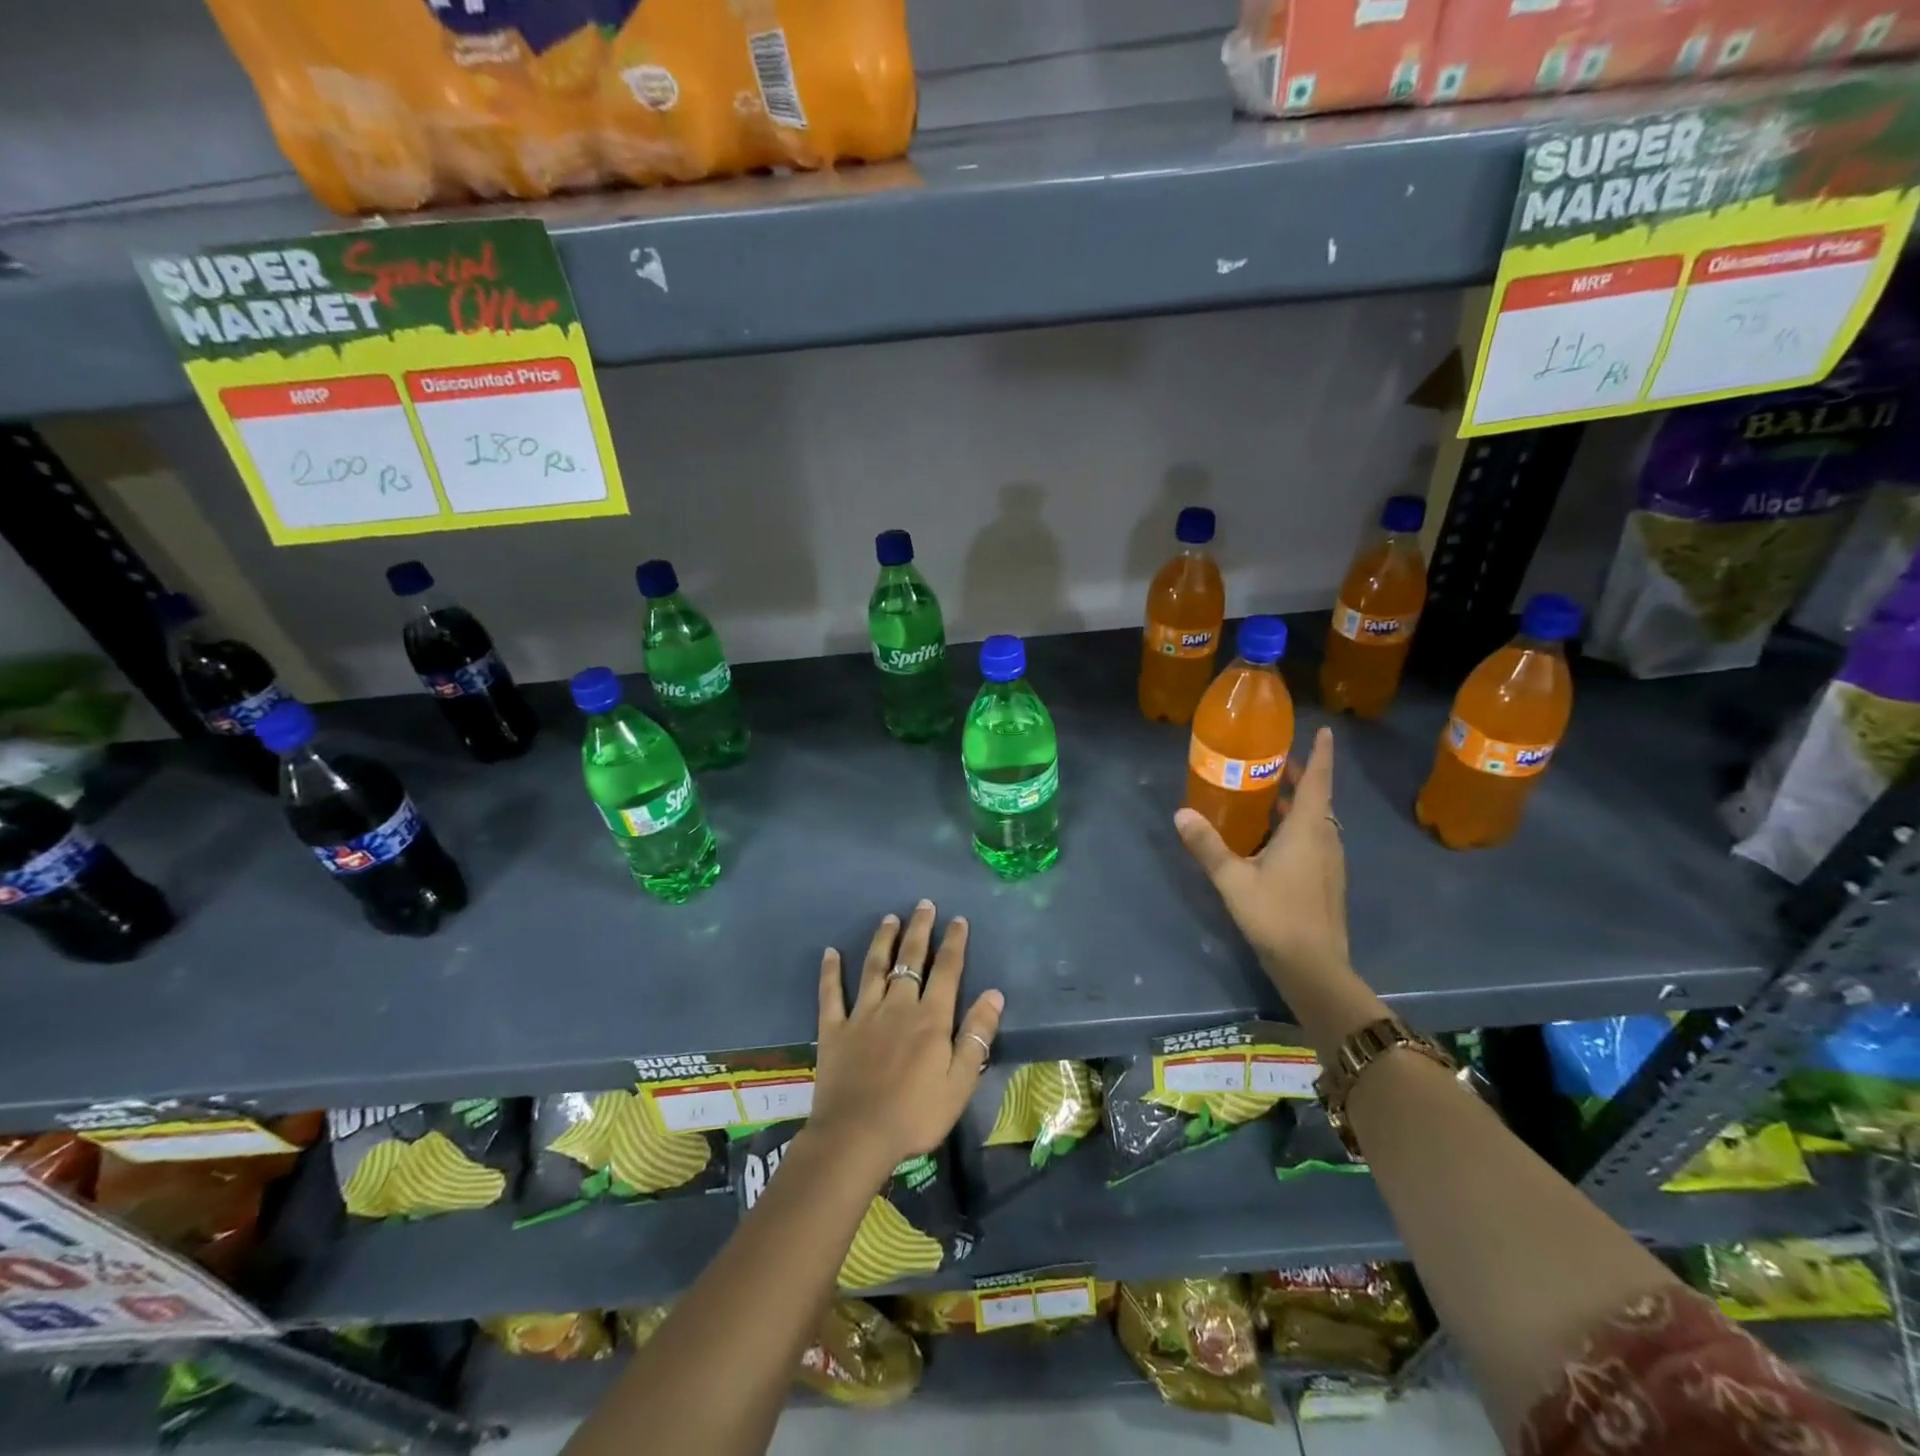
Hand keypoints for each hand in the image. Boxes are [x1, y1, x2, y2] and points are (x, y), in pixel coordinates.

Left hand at [809, 901, 1004, 1182]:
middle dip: (919, 930)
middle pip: (910, 959)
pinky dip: (830, 972)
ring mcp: (863, 1015)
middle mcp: (897, 1005)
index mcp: (930, 1018)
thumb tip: (993, 994)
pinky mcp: (834, 1029)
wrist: (857, 1137)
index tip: (958, 919)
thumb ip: (976, 1035)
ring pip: (874, 967)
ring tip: (889, 918)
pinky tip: (830, 952)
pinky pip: (831, 994)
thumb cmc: (916, 1114)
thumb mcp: (960, 1082)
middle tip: (924, 905)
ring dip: (883, 940)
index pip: (946, 970)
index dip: (953, 943)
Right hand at [1176, 725, 1349, 987]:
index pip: (1319, 781)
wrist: (1313, 966)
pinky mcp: (1326, 881)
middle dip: (1301, 778)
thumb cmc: (1276, 914)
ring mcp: (1329, 862)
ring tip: (1268, 796)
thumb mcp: (1233, 878)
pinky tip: (1270, 840)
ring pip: (1317, 821)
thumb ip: (1207, 845)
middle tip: (1274, 761)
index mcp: (1308, 829)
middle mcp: (1325, 838)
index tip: (1325, 730)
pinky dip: (1297, 828)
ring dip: (1298, 804)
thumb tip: (1181, 813)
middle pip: (1318, 799)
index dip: (1322, 754)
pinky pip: (1314, 840)